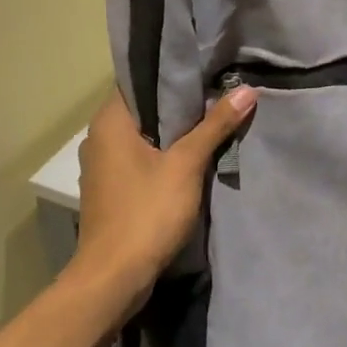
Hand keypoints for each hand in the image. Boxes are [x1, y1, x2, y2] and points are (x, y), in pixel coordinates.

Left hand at [71, 85, 257, 304]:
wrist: (114, 277)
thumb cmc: (146, 212)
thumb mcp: (186, 166)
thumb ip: (215, 126)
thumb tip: (247, 91)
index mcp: (109, 122)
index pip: (139, 81)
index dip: (173, 74)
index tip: (206, 69)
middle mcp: (99, 137)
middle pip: (144, 109)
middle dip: (180, 104)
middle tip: (219, 93)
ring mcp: (102, 166)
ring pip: (143, 137)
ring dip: (174, 133)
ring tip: (213, 121)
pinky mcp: (111, 190)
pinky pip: (140, 160)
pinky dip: (163, 156)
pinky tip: (192, 158)